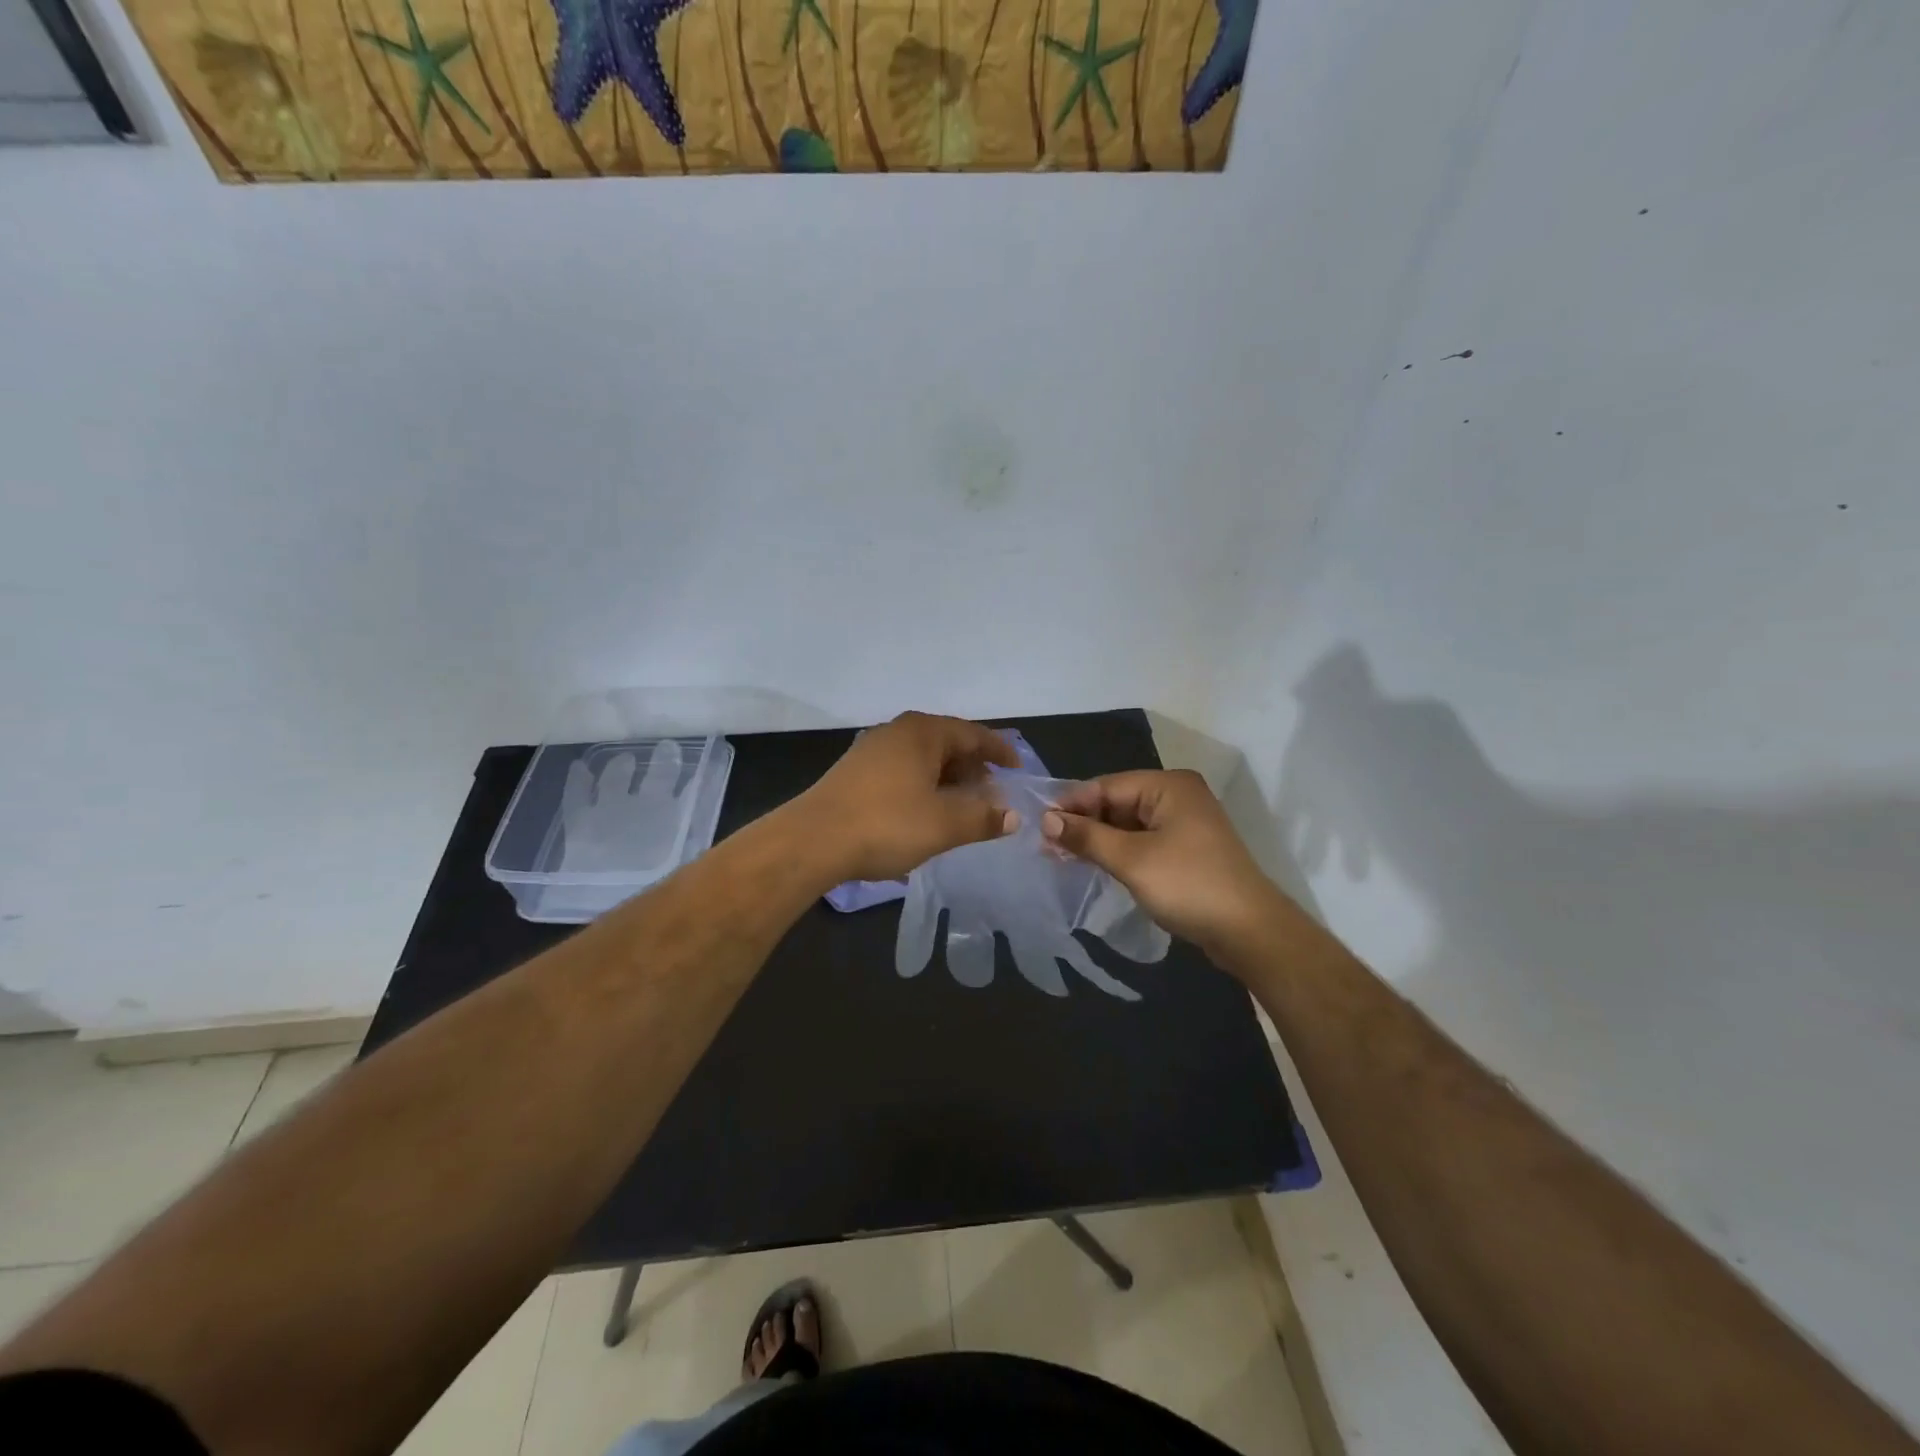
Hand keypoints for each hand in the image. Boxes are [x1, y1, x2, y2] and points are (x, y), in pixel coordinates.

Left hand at [799, 712, 1019, 882]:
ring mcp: (872, 749)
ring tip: (961, 807)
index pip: (973, 733)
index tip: (1017, 770)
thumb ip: (983, 818)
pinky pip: (902, 769)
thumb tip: (1012, 816)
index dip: (999, 751)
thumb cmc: (886, 824)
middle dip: (973, 767)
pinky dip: (923, 784)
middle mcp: (898, 731)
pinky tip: (924, 811)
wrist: (812, 840)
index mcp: (923, 732)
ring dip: (947, 779)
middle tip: (991, 794)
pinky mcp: (855, 771)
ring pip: (923, 757)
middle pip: (947, 742)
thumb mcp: (944, 825)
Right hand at [1041, 770, 1287, 959]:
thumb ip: (1087, 836)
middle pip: (1117, 803)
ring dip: (1098, 840)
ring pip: (1129, 824)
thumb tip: (1046, 820)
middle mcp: (1178, 796)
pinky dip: (1119, 851)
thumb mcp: (1131, 860)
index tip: (1037, 825)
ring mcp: (1185, 823)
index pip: (1106, 786)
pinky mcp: (1187, 849)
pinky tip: (1095, 864)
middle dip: (1083, 824)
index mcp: (1168, 786)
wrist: (1250, 932)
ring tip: (1061, 856)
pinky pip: (1143, 841)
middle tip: (1046, 846)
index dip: (1071, 805)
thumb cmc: (1188, 885)